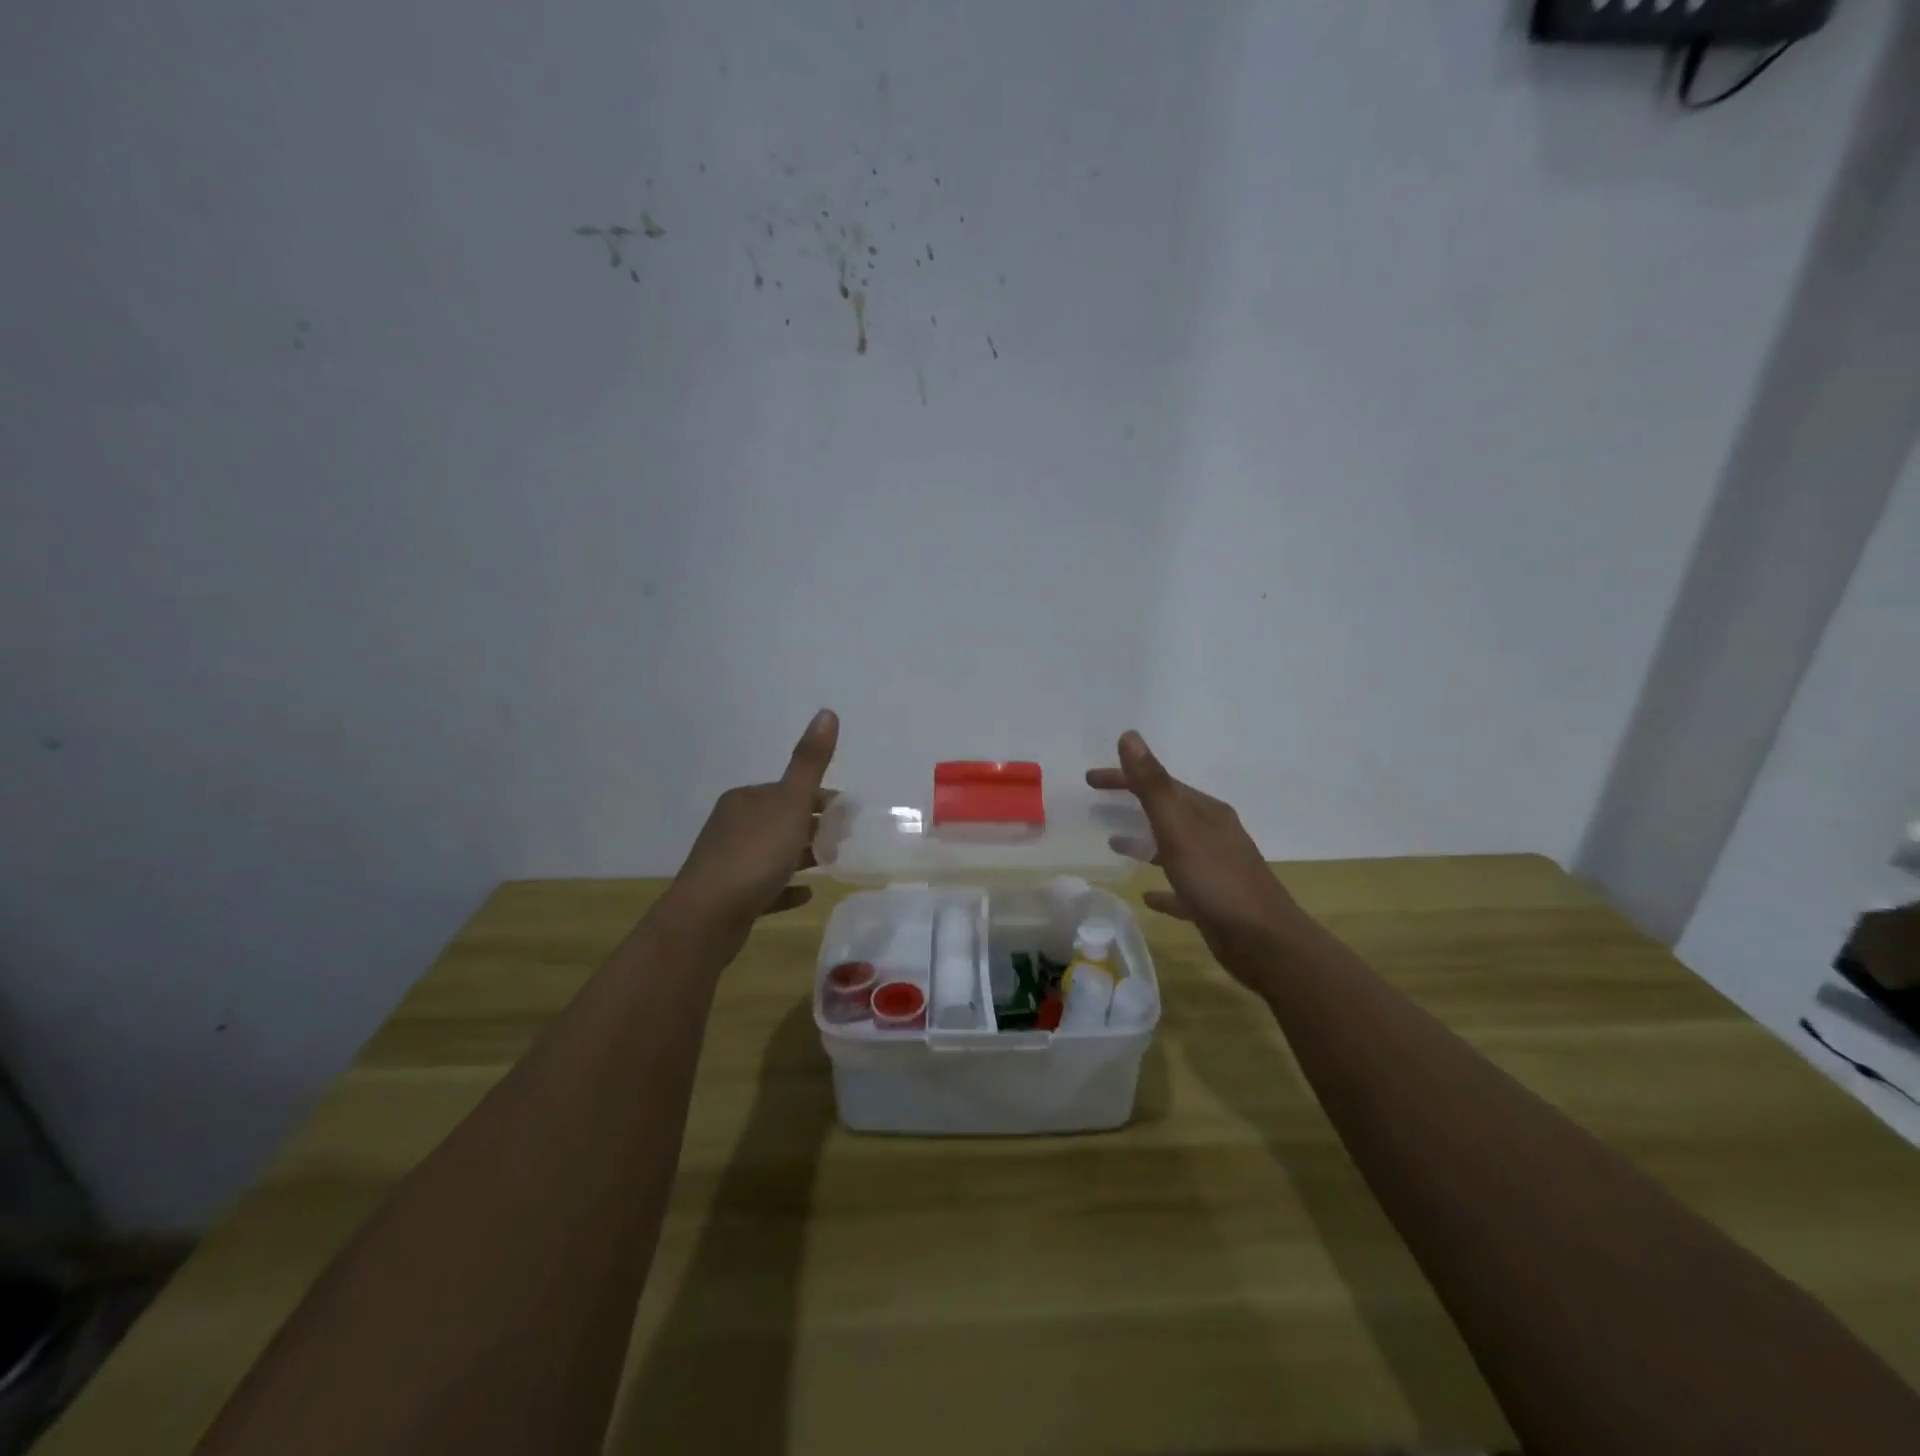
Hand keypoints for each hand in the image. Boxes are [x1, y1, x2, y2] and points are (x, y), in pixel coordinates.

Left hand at [654, 709, 838, 959]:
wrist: (707, 916)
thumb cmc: (754, 854)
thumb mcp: (790, 803)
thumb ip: (809, 762)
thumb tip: (827, 711)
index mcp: (746, 800)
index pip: (789, 791)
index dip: (821, 799)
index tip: (850, 814)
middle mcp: (733, 825)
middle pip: (781, 820)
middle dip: (813, 826)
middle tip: (847, 838)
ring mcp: (728, 862)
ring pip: (772, 852)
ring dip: (801, 855)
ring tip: (833, 862)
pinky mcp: (729, 896)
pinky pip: (765, 886)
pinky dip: (786, 886)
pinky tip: (806, 893)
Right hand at [1087, 731, 1315, 992]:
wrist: (1265, 942)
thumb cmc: (1217, 881)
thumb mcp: (1179, 829)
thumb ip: (1153, 785)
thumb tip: (1130, 736)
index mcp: (1205, 812)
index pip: (1158, 783)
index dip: (1123, 777)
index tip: (1089, 780)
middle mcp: (1212, 833)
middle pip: (1165, 810)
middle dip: (1131, 803)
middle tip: (1095, 804)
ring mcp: (1214, 867)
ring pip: (1172, 846)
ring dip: (1144, 841)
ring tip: (1113, 843)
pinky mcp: (1213, 901)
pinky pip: (1180, 887)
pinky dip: (1161, 887)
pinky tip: (1146, 896)